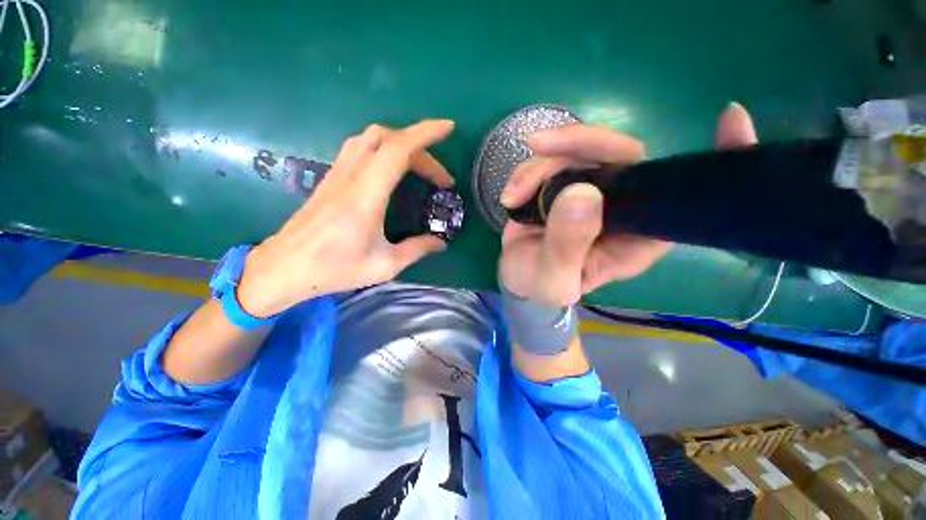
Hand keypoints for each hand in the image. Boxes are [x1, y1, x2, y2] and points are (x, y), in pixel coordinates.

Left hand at [237, 120, 456, 316]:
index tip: (448, 128)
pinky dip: (384, 149)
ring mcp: (337, 174)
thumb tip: (441, 242)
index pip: (398, 149)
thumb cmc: (335, 269)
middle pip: (387, 139)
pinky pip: (360, 148)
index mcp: (366, 195)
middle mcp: (351, 176)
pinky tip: (392, 170)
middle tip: (440, 177)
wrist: (284, 268)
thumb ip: (417, 250)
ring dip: (401, 144)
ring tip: (420, 167)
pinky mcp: (331, 178)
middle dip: (421, 148)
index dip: (425, 134)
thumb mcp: (385, 265)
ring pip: (370, 138)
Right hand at [499, 102, 757, 305]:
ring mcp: (590, 192)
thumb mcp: (553, 279)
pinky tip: (510, 196)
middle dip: (580, 143)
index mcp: (636, 237)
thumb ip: (567, 245)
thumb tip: (582, 193)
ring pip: (577, 153)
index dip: (715, 162)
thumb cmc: (541, 288)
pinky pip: (551, 161)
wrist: (518, 280)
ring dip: (538, 168)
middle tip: (540, 146)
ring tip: (512, 196)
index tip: (733, 121)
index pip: (682, 197)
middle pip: (620, 156)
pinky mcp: (563, 186)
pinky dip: (526, 174)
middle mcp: (621, 207)